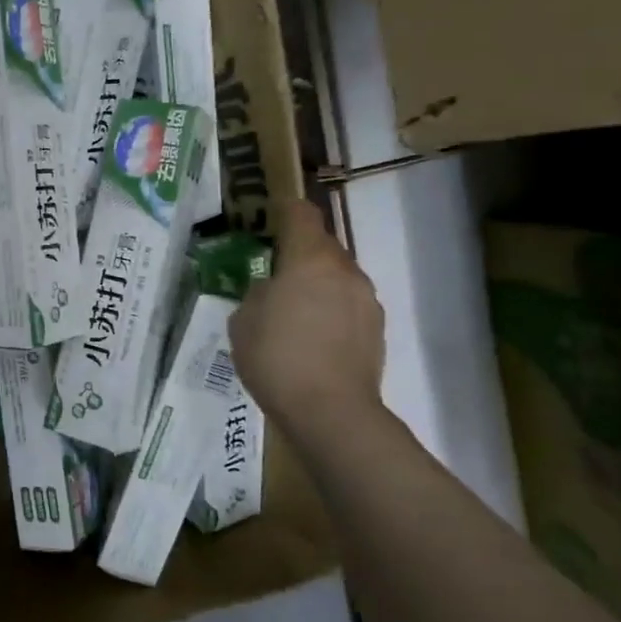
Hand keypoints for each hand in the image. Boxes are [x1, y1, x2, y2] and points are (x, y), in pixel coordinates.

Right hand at [230, 199, 386, 448]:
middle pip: (323, 246)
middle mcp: (344, 271)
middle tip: (275, 272)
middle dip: (301, 253)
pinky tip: (313, 337)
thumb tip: (272, 291)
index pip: (302, 216)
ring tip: (293, 311)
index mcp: (310, 260)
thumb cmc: (277, 358)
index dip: (287, 209)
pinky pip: (348, 305)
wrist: (331, 412)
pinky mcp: (376, 330)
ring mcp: (366, 300)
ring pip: (338, 277)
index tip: (272, 213)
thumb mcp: (244, 322)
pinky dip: (331, 311)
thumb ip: (257, 295)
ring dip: (318, 284)